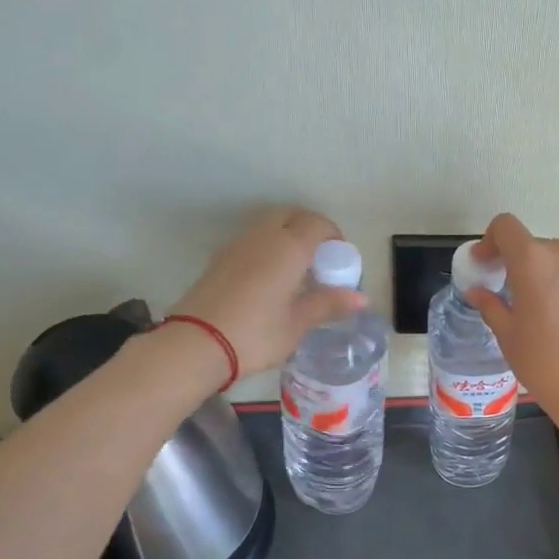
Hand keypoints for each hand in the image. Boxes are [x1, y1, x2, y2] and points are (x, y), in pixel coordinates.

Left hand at [172, 207, 363, 376]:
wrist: (197, 343)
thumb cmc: (256, 334)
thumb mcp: (298, 323)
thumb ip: (329, 304)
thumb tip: (361, 298)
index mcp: (288, 247)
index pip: (317, 224)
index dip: (333, 236)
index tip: (340, 259)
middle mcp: (263, 236)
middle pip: (290, 215)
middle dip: (309, 228)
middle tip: (319, 258)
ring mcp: (237, 244)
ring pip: (268, 225)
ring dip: (286, 235)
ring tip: (295, 269)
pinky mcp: (219, 258)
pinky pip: (252, 240)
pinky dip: (267, 247)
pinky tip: (270, 278)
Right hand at [465, 214, 558, 424]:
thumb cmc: (545, 362)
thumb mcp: (508, 335)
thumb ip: (491, 305)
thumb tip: (478, 292)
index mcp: (533, 259)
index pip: (505, 227)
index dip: (489, 241)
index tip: (483, 266)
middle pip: (531, 245)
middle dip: (514, 264)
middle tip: (504, 294)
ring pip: (555, 260)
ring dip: (539, 274)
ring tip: (532, 309)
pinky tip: (558, 319)